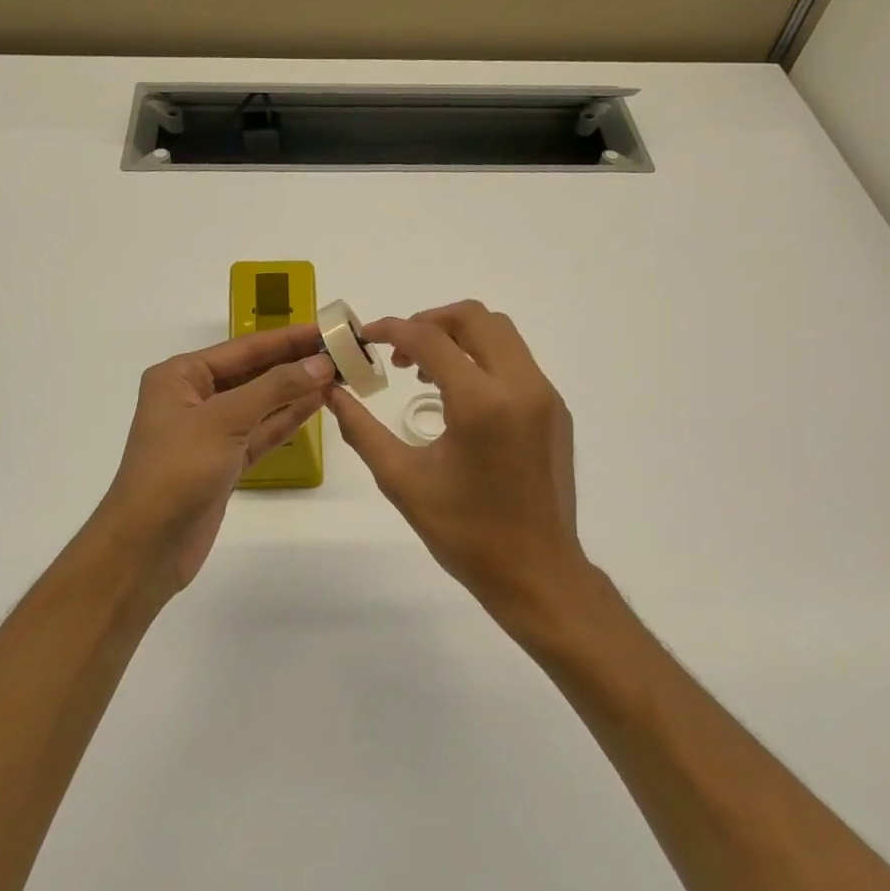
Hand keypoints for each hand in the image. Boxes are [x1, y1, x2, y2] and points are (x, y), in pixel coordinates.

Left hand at [93, 324, 334, 603]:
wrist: (147, 546)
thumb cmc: (177, 471)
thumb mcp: (225, 420)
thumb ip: (275, 388)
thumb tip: (321, 362)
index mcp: (180, 376)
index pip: (244, 348)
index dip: (287, 338)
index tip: (328, 328)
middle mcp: (193, 398)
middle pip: (253, 373)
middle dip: (295, 363)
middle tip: (342, 352)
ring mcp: (210, 432)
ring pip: (260, 403)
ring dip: (296, 390)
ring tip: (338, 375)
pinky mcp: (224, 462)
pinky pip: (261, 432)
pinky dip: (287, 420)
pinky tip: (316, 405)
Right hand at [324, 301, 589, 633]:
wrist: (537, 573)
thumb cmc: (465, 534)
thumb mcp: (403, 481)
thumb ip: (362, 430)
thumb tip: (332, 393)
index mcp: (482, 403)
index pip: (431, 339)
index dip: (392, 330)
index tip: (366, 337)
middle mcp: (521, 386)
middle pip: (476, 317)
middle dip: (430, 321)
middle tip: (400, 352)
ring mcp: (546, 396)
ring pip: (502, 334)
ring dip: (459, 338)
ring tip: (426, 375)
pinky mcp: (556, 411)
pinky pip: (517, 362)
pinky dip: (484, 359)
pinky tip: (460, 398)